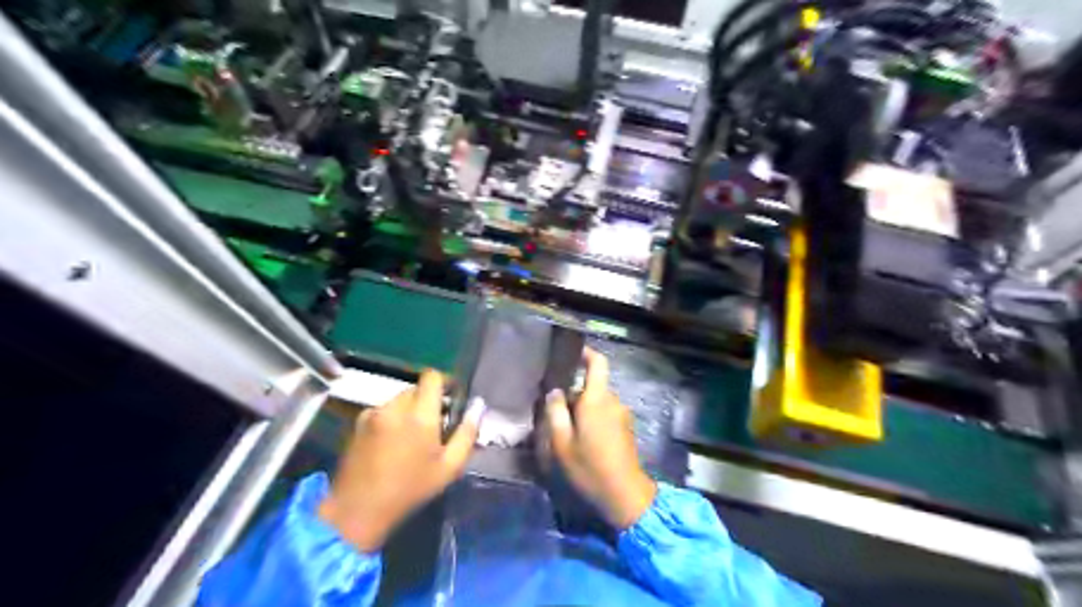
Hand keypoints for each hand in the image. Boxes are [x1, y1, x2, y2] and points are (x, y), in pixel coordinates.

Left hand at [317, 373, 485, 552]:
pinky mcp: (358, 423)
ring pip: (398, 399)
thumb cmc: (410, 490)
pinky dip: (391, 419)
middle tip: (433, 425)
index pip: (432, 377)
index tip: (450, 399)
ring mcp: (373, 413)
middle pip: (416, 388)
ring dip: (408, 410)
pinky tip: (390, 443)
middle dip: (427, 400)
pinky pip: (382, 410)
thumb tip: (477, 408)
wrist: (358, 509)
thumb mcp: (449, 468)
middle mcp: (395, 407)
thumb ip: (467, 434)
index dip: (444, 383)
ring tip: (411, 437)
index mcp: (420, 415)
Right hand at [545, 349, 653, 528]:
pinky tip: (580, 439)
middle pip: (592, 386)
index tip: (570, 355)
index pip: (598, 363)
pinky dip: (592, 419)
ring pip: (597, 401)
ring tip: (564, 428)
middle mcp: (613, 401)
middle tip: (552, 409)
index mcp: (597, 399)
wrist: (625, 495)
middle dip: (573, 393)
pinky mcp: (625, 428)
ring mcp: (622, 415)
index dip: (586, 354)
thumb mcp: (561, 443)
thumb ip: (555, 412)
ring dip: (582, 409)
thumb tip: (554, 392)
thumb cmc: (590, 467)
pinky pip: (605, 413)